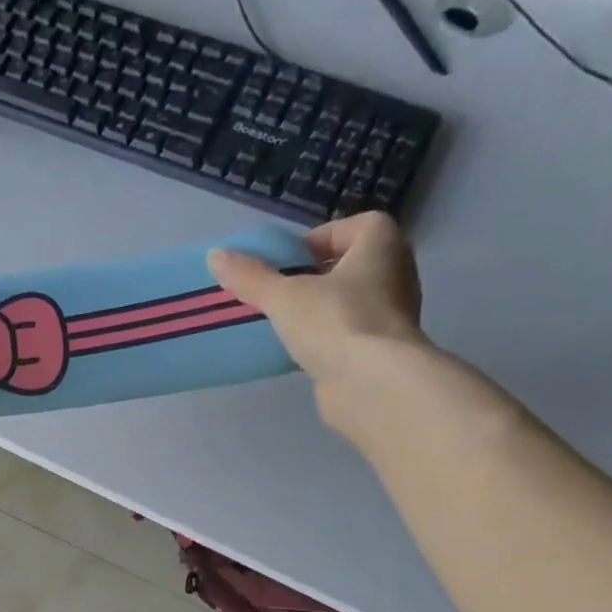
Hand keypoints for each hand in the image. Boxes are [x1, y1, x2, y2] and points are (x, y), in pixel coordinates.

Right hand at [208, 213, 427, 432]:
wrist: (372, 384)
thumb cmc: (335, 321)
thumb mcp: (284, 296)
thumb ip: (251, 277)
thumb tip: (215, 256)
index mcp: (382, 245)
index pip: (354, 226)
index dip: (319, 239)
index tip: (288, 261)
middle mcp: (395, 274)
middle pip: (350, 266)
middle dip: (315, 276)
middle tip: (280, 292)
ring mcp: (392, 316)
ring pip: (349, 302)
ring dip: (319, 310)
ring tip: (283, 323)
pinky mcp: (381, 352)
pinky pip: (348, 335)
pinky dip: (326, 340)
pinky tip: (298, 352)